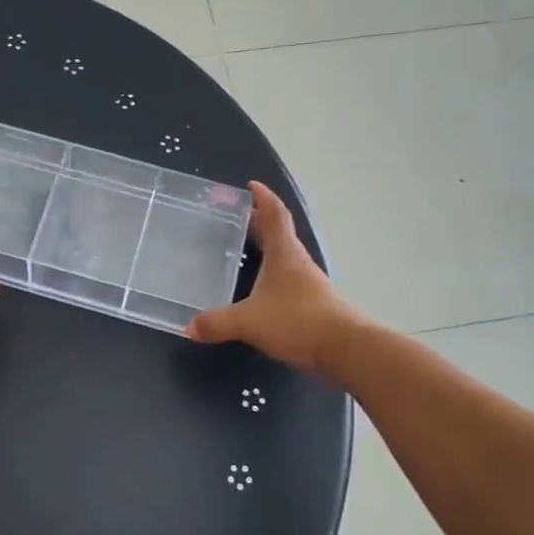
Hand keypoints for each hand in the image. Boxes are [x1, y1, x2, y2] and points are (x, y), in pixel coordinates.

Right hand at [187, 182, 358, 373]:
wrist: (344, 349)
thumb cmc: (296, 321)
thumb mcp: (249, 321)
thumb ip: (217, 323)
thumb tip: (188, 327)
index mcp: (284, 254)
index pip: (275, 215)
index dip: (264, 199)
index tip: (252, 186)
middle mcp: (298, 263)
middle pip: (279, 235)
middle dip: (259, 223)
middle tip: (238, 218)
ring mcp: (309, 284)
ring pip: (284, 259)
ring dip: (267, 251)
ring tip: (245, 252)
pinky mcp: (314, 305)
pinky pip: (288, 282)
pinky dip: (272, 278)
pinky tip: (260, 292)